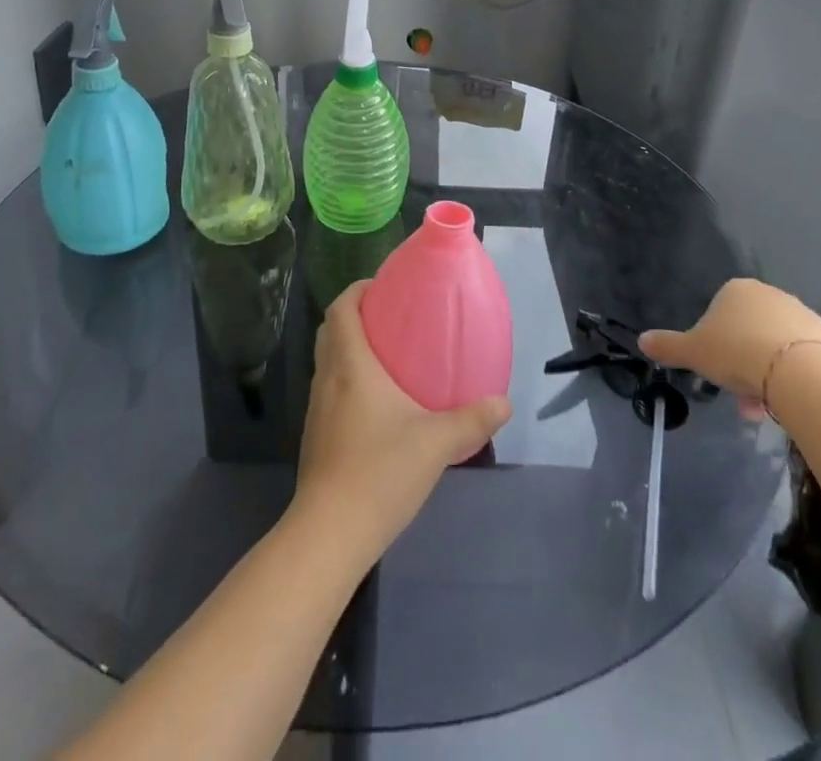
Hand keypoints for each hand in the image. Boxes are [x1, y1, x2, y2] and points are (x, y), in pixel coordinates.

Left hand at [291, 282, 511, 566]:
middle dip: (357, 316)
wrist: (330, 533)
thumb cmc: (379, 471)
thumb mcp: (436, 442)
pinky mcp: (317, 435)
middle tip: (394, 318)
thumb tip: (503, 402)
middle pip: (332, 330)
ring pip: (329, 361)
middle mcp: (328, 378)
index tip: (386, 287)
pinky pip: (331, 389)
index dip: (359, 290)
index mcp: (350, 364)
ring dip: (352, 349)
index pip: (342, 307)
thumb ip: (472, 419)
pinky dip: (349, 379)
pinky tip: (379, 404)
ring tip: (391, 356)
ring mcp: (318, 408)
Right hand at [639, 279, 820, 414]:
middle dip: (740, 365)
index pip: (718, 313)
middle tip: (738, 396)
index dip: (713, 345)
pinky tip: (786, 403)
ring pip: (773, 348)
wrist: (802, 371)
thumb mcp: (693, 352)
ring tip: (762, 409)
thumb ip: (667, 346)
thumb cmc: (737, 352)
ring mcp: (800, 314)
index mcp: (735, 290)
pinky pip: (799, 359)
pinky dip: (790, 378)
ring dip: (764, 376)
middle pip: (747, 333)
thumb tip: (642, 340)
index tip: (714, 371)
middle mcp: (769, 294)